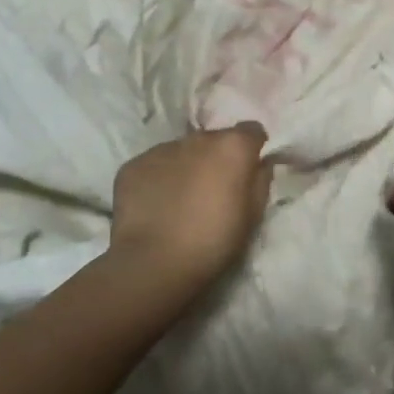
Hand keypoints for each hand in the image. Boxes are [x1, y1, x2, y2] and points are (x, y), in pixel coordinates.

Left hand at [111, 124, 270, 299]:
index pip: (252, 131)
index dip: (252, 149)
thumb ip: (260, 181)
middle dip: (217, 158)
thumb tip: (260, 164)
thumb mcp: (253, 216)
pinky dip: (159, 179)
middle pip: (214, 140)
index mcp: (232, 146)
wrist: (153, 263)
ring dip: (187, 167)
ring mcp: (161, 149)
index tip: (248, 171)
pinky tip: (157, 206)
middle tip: (214, 190)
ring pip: (182, 151)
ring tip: (182, 200)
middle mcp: (198, 138)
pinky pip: (154, 165)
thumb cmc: (214, 241)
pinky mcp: (133, 164)